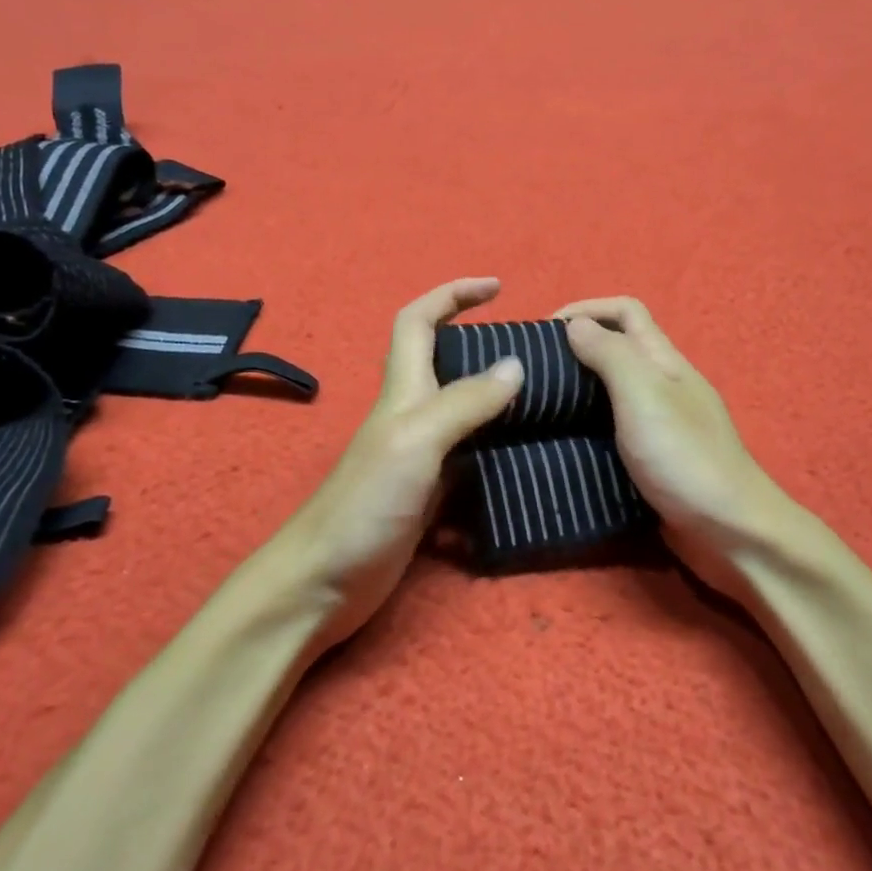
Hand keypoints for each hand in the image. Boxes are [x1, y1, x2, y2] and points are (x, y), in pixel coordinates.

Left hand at [274, 277, 523, 646]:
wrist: (324, 583)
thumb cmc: (364, 505)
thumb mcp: (416, 442)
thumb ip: (464, 403)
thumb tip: (515, 364)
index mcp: (402, 392)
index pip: (418, 322)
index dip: (452, 295)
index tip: (497, 287)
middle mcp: (411, 417)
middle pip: (444, 363)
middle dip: (483, 344)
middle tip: (538, 355)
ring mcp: (420, 458)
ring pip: (463, 413)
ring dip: (498, 400)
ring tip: (547, 402)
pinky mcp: (430, 495)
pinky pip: (471, 459)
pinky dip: (498, 452)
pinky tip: (529, 462)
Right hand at [554, 297, 796, 587]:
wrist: (730, 534)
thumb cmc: (684, 457)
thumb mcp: (644, 394)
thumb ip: (611, 355)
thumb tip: (576, 324)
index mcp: (664, 361)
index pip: (625, 312)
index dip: (585, 308)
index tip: (542, 331)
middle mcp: (662, 386)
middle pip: (616, 349)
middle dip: (573, 349)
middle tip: (529, 372)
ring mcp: (658, 425)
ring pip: (610, 392)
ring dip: (574, 390)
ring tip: (534, 405)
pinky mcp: (650, 461)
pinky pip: (610, 431)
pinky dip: (583, 428)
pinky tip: (558, 443)